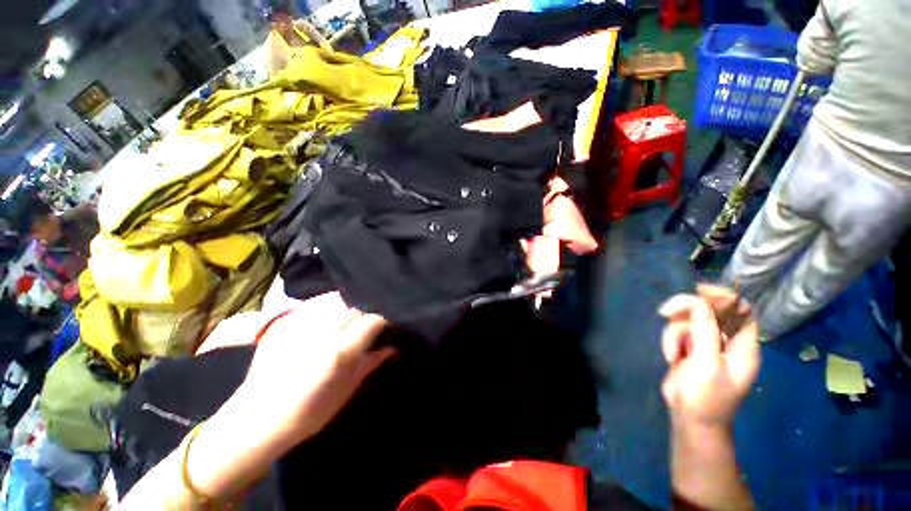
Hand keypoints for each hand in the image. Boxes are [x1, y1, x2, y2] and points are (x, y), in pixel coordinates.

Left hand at [240, 292, 394, 444]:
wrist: (256, 419)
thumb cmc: (307, 413)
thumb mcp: (346, 390)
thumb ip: (370, 363)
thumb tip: (392, 347)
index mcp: (340, 350)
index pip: (373, 321)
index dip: (383, 322)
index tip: (387, 329)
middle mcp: (324, 331)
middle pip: (355, 309)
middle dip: (365, 317)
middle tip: (366, 330)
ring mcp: (303, 325)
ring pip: (337, 304)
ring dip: (347, 312)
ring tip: (348, 324)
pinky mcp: (287, 324)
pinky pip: (316, 308)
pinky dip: (328, 311)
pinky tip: (327, 323)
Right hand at [658, 284, 760, 428]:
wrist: (690, 419)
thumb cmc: (706, 396)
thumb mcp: (707, 362)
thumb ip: (704, 329)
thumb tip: (697, 299)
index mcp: (744, 346)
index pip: (740, 310)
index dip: (722, 297)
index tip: (697, 291)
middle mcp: (727, 342)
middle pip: (709, 311)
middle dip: (688, 313)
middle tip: (667, 313)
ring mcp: (706, 345)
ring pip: (688, 321)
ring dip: (675, 333)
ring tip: (673, 353)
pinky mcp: (689, 349)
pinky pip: (677, 332)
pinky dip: (670, 341)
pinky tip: (671, 357)